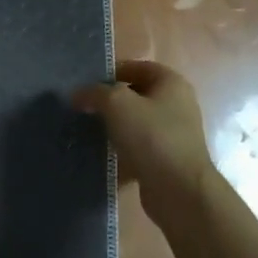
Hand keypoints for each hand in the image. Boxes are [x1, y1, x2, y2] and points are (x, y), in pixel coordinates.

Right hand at [73, 60, 218, 229]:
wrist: (179, 190)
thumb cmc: (152, 136)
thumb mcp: (117, 104)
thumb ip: (95, 93)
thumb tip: (78, 94)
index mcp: (171, 82)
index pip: (136, 66)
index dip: (110, 73)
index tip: (86, 86)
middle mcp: (177, 104)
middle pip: (136, 95)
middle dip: (109, 101)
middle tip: (83, 109)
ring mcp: (174, 133)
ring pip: (136, 122)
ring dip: (114, 127)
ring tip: (88, 132)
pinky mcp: (167, 159)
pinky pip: (139, 147)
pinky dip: (122, 149)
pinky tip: (102, 155)